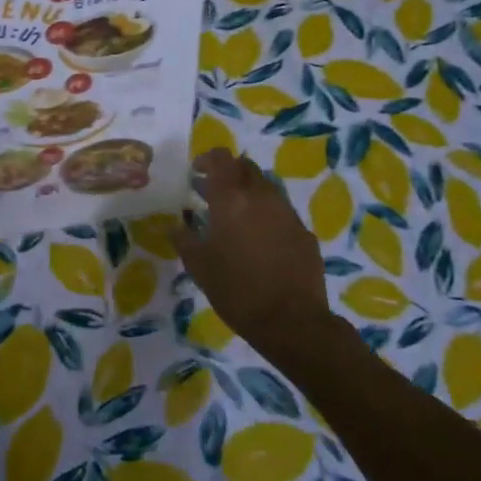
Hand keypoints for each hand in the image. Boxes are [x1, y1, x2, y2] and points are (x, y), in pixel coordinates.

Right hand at [173, 148, 335, 352]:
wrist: (291, 321)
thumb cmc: (236, 290)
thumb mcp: (198, 266)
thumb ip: (184, 238)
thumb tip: (177, 225)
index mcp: (232, 198)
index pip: (221, 158)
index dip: (208, 159)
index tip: (197, 173)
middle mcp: (261, 196)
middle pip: (246, 167)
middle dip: (229, 173)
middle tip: (214, 193)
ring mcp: (287, 212)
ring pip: (266, 187)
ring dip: (249, 193)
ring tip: (237, 217)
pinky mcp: (304, 232)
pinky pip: (282, 211)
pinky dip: (268, 215)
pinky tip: (261, 240)